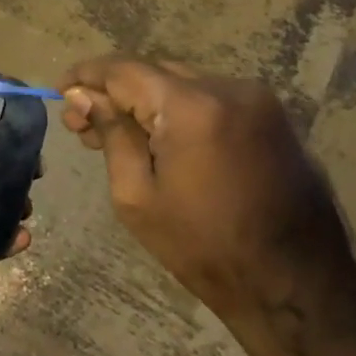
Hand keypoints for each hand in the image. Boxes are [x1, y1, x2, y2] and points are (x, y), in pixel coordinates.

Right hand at [60, 56, 351, 320]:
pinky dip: (179, 110)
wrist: (296, 285)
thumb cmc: (204, 247)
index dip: (86, 76)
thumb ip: (110, 134)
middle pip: (152, 72)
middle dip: (114, 92)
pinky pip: (210, 98)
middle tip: (82, 125)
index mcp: (192, 107)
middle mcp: (228, 88)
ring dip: (146, 101)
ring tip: (118, 136)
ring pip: (181, 83)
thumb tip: (82, 95)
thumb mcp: (137, 196)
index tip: (59, 90)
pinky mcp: (272, 116)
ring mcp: (257, 100)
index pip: (124, 70)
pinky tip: (162, 140)